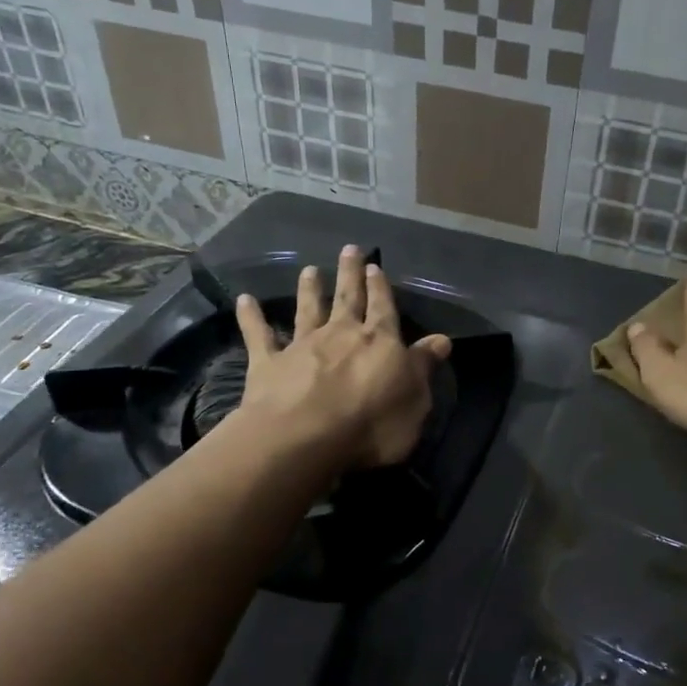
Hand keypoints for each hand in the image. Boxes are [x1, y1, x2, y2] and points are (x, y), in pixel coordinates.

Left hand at [233, 245, 451, 469]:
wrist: (306, 436)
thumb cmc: (372, 423)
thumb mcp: (414, 399)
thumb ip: (424, 367)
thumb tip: (442, 340)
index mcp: (379, 341)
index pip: (383, 308)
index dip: (380, 288)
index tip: (375, 266)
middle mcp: (341, 334)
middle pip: (347, 298)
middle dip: (350, 274)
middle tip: (349, 249)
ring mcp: (303, 345)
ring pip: (307, 310)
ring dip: (309, 289)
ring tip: (309, 270)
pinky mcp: (269, 362)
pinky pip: (259, 335)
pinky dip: (251, 316)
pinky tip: (244, 299)